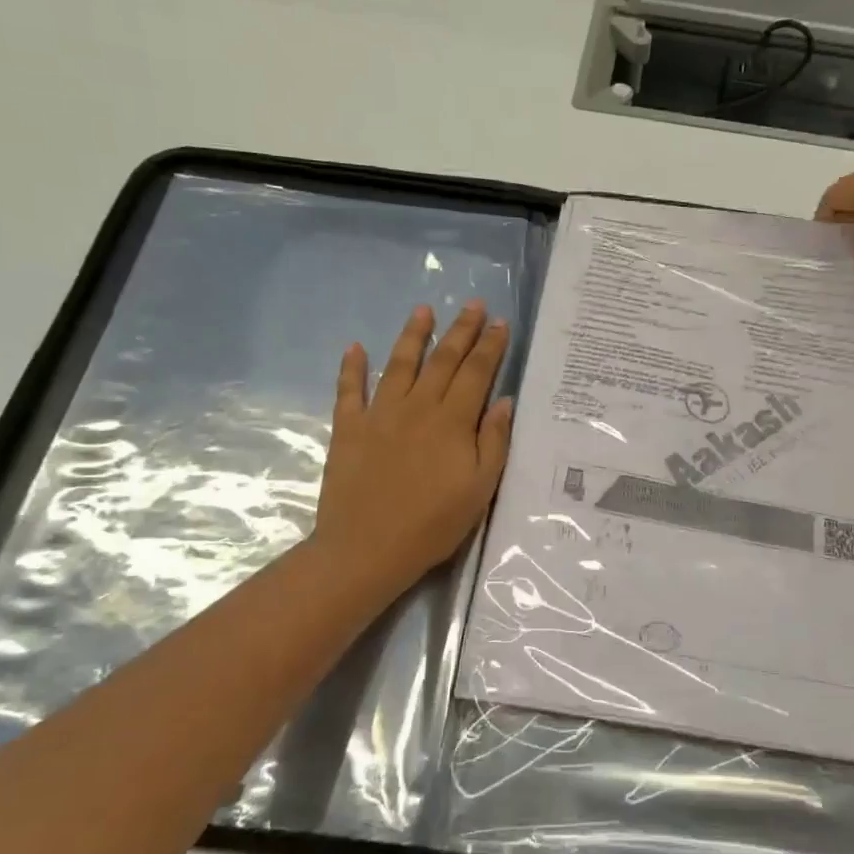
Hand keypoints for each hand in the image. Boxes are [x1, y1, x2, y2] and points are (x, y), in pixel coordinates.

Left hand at [311, 300, 514, 597]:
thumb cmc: (433, 524)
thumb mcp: (480, 489)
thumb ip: (493, 441)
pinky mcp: (348, 429)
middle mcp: (417, 407)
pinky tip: (355, 347)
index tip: (500, 323)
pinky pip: (349, 391)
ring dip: (413, 335)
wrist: (367, 548)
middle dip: (461, 330)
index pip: (476, 373)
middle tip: (474, 304)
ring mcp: (379, 414)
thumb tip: (504, 401)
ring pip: (399, 364)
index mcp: (452, 421)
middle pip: (443, 360)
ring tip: (423, 310)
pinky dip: (351, 367)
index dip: (490, 346)